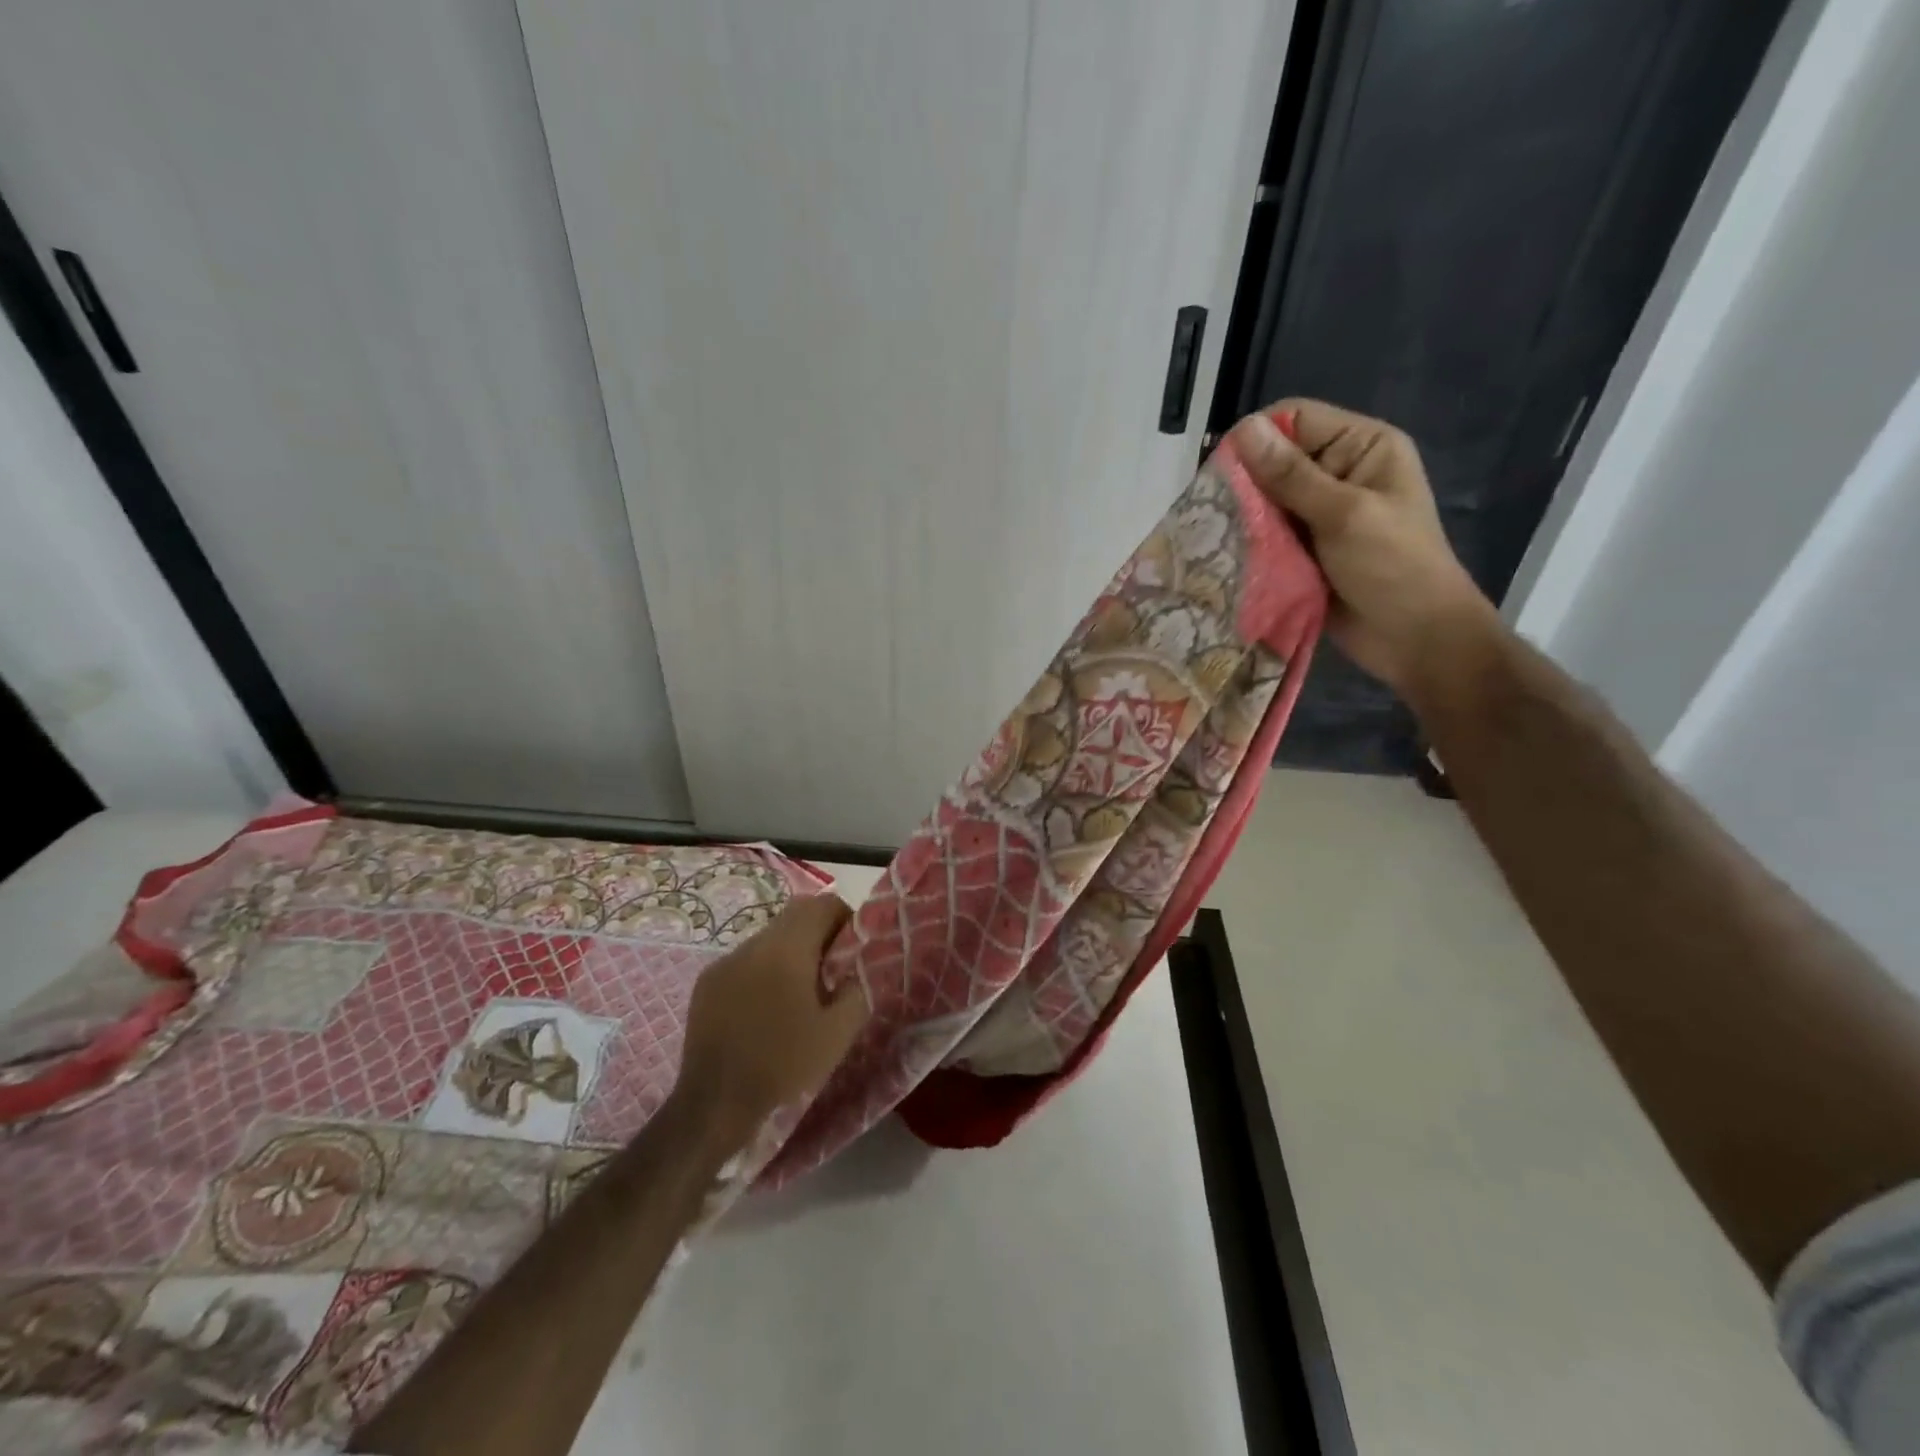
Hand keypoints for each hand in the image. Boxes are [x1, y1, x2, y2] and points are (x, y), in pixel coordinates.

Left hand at [676, 894, 864, 1148]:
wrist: (715, 1103)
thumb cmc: (783, 1064)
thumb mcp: (838, 1033)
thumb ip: (857, 989)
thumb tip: (857, 968)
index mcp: (787, 949)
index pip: (823, 904)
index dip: (845, 917)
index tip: (853, 946)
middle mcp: (754, 944)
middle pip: (795, 914)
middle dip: (819, 930)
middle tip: (833, 966)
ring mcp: (726, 961)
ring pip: (769, 936)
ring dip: (790, 949)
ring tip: (800, 989)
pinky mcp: (707, 981)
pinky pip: (745, 959)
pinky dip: (764, 968)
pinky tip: (767, 1005)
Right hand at [1228, 398, 1499, 700]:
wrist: (1414, 639)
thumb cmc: (1393, 568)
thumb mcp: (1344, 514)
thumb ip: (1291, 475)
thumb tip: (1243, 429)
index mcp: (1362, 447)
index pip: (1296, 420)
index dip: (1256, 438)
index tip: (1221, 472)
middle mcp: (1337, 473)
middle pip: (1274, 461)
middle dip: (1243, 483)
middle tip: (1213, 512)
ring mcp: (1318, 514)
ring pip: (1264, 501)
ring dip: (1242, 517)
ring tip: (1216, 537)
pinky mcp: (1302, 549)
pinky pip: (1265, 535)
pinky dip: (1247, 543)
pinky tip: (1227, 555)